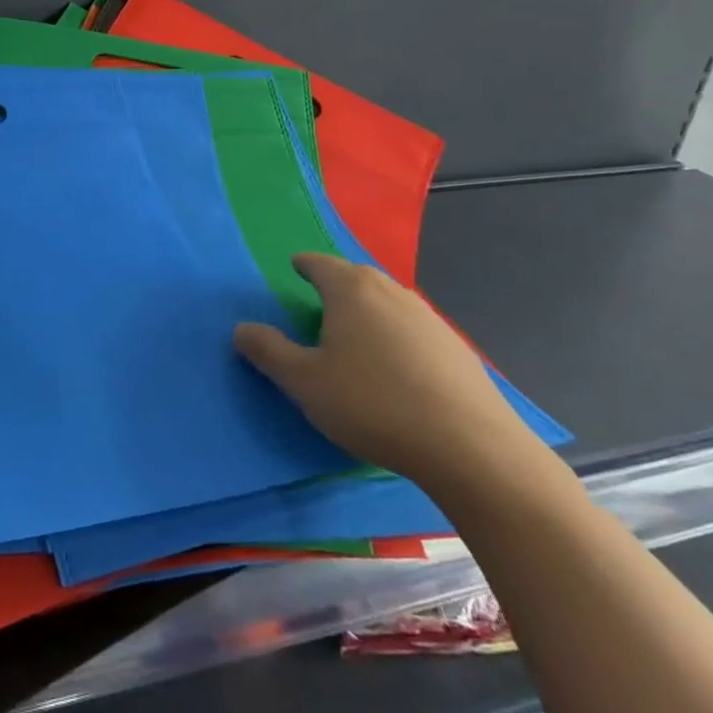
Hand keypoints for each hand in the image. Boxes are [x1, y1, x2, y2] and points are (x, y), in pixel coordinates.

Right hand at [233, 253, 538, 489]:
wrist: (471, 448)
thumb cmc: (373, 404)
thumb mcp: (304, 382)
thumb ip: (268, 351)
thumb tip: (241, 328)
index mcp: (351, 291)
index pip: (320, 264)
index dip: (305, 265)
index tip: (296, 267)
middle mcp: (391, 293)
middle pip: (358, 277)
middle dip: (337, 282)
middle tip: (320, 299)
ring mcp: (430, 319)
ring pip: (388, 301)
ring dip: (368, 308)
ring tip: (355, 331)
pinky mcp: (457, 350)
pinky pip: (413, 328)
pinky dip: (396, 334)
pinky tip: (395, 365)